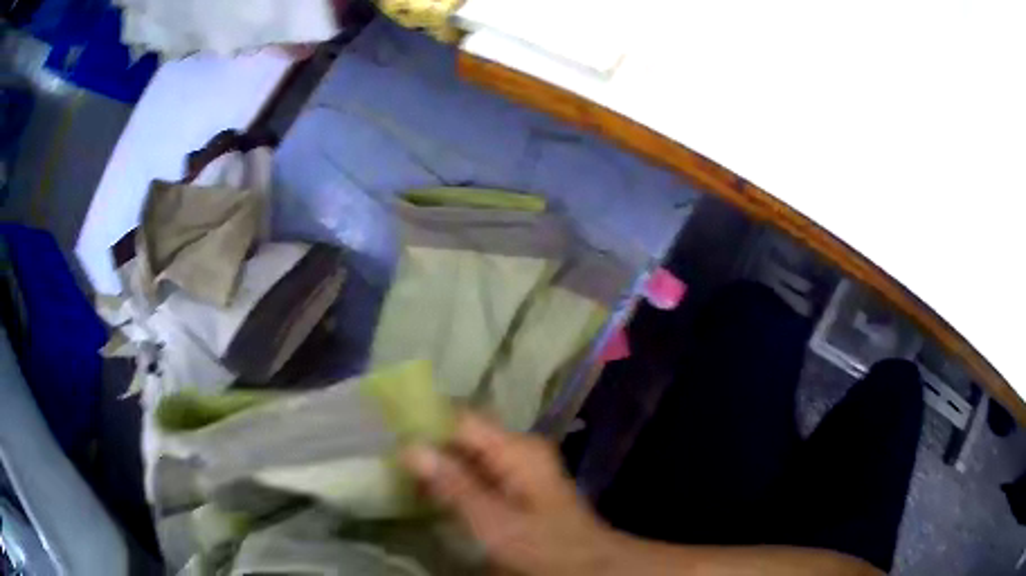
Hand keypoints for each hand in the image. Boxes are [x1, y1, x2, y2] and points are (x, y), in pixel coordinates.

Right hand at [402, 414, 619, 575]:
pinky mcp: (516, 484)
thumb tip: (410, 448)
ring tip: (398, 469)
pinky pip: (476, 470)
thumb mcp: (493, 521)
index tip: (387, 429)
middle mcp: (517, 447)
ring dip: (437, 461)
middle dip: (427, 442)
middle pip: (463, 434)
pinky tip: (429, 488)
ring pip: (467, 453)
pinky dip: (453, 477)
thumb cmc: (542, 545)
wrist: (586, 564)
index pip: (461, 418)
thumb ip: (453, 485)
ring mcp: (518, 465)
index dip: (424, 420)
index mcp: (516, 448)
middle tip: (387, 454)